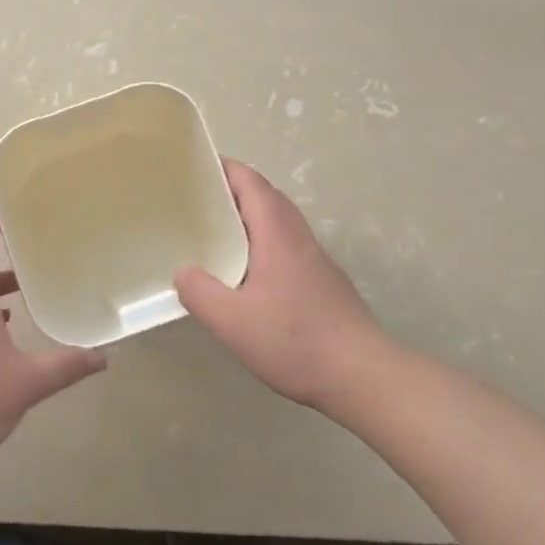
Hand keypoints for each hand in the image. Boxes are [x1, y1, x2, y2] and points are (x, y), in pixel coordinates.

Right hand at [175, 159, 391, 416]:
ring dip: (246, 217)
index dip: (222, 168)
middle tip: (193, 202)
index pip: (250, 182)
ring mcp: (313, 258)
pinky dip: (259, 242)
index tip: (191, 169)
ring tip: (211, 233)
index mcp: (277, 233)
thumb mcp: (233, 321)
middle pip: (264, 196)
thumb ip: (200, 293)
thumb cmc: (296, 341)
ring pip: (276, 222)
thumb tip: (182, 272)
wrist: (362, 376)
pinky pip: (283, 245)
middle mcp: (298, 236)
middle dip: (230, 191)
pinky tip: (241, 273)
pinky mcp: (320, 281)